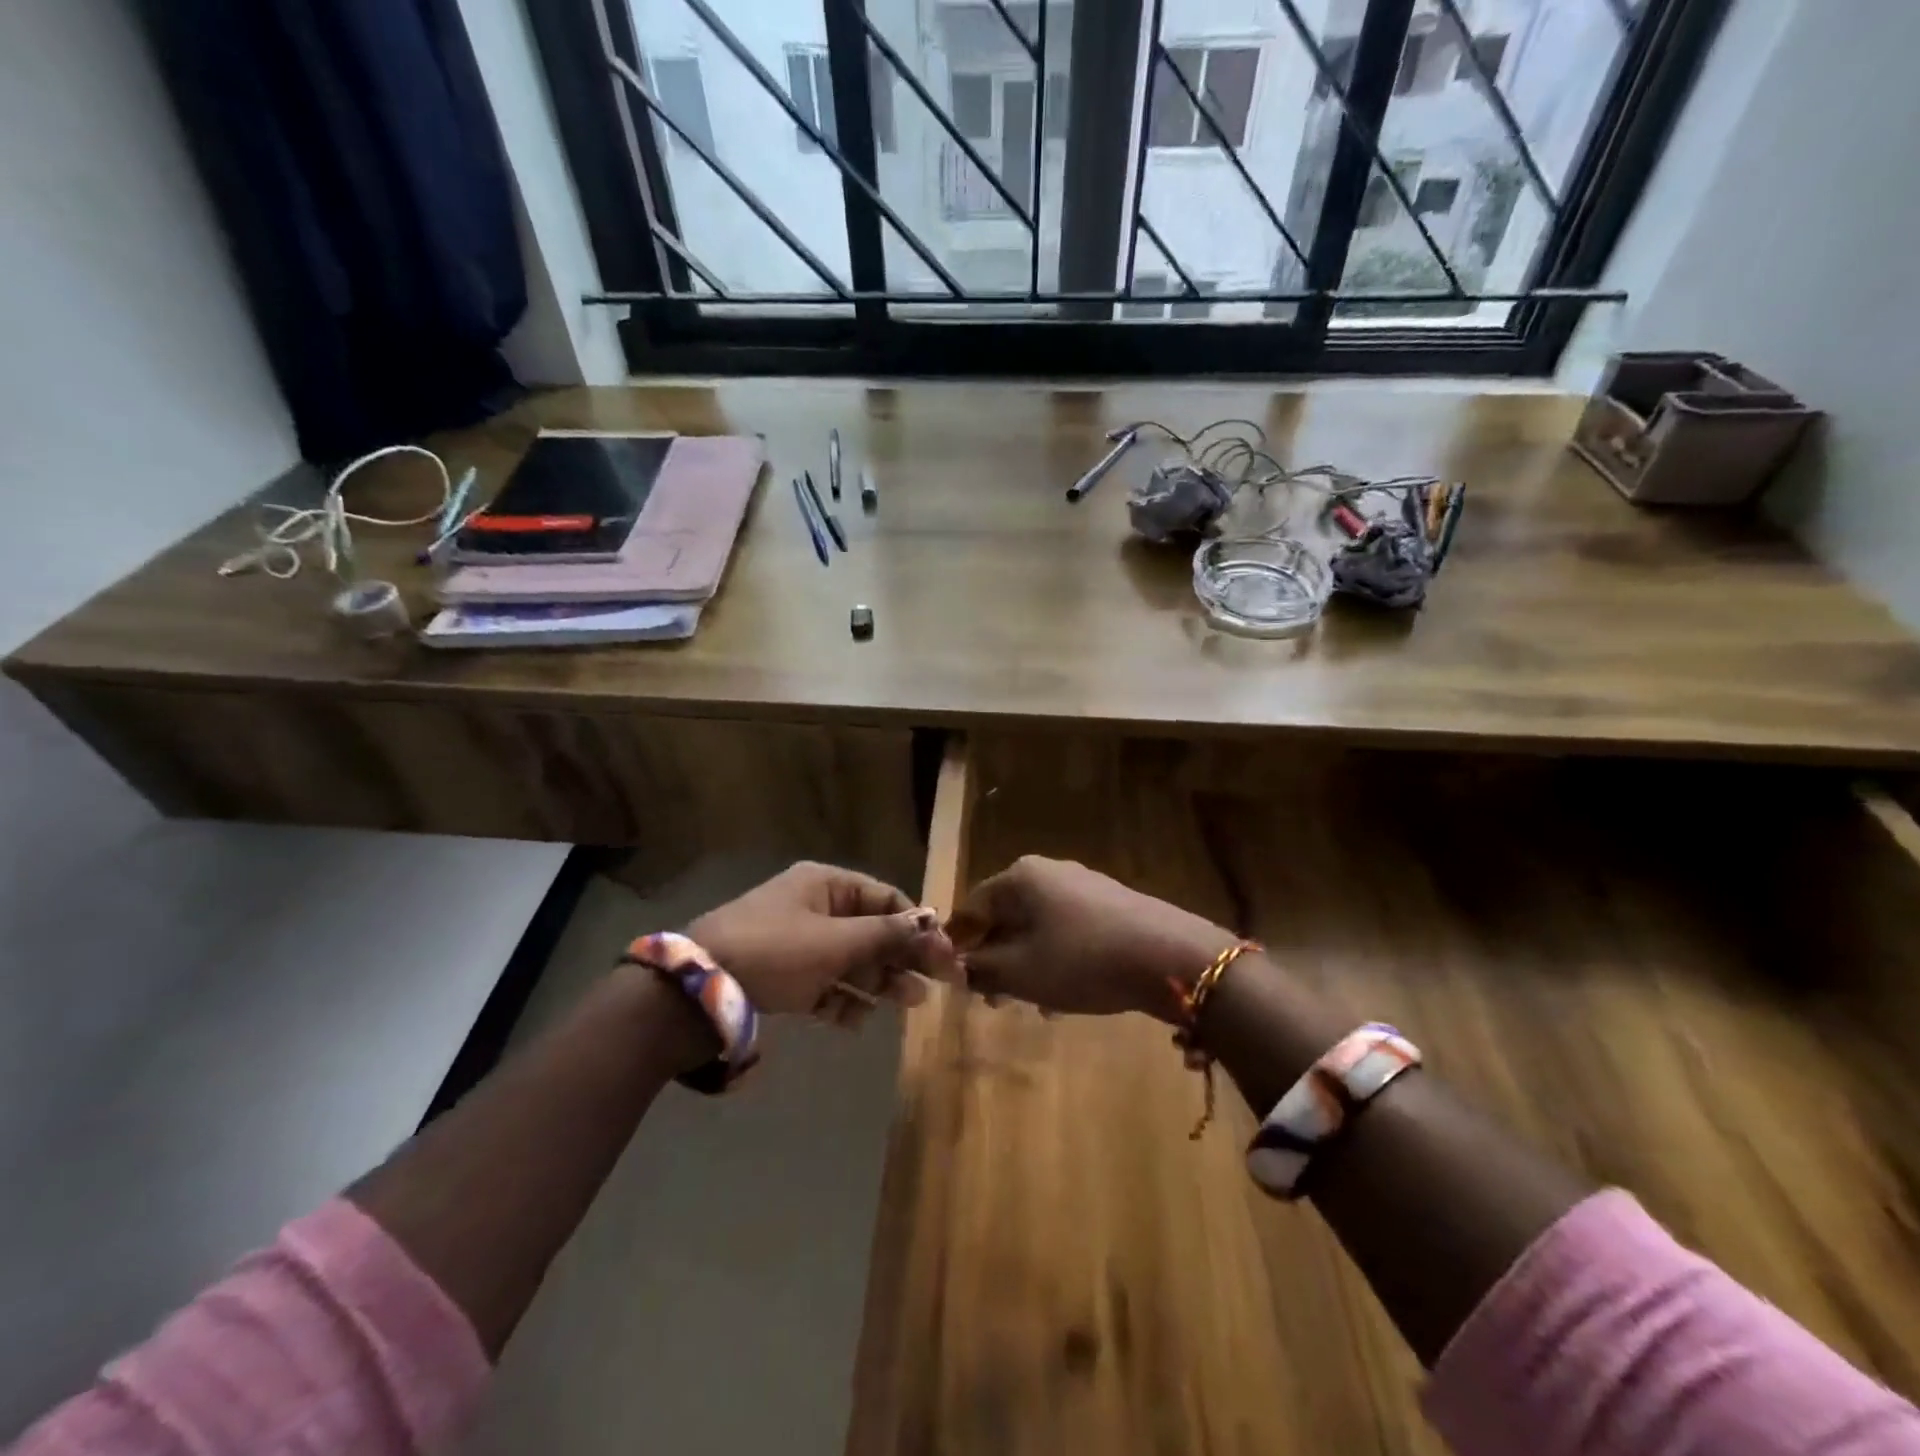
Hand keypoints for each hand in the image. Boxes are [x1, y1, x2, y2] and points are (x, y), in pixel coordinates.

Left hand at [687, 862, 951, 1023]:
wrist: (695, 992)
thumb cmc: (774, 952)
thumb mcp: (835, 942)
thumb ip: (886, 935)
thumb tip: (933, 924)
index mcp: (826, 885)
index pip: (885, 898)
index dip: (917, 924)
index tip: (945, 954)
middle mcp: (814, 908)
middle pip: (871, 930)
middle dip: (902, 957)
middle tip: (935, 985)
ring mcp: (797, 944)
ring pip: (850, 960)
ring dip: (879, 981)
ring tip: (908, 1004)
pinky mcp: (782, 977)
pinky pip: (823, 985)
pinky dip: (843, 1000)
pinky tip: (859, 1020)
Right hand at [946, 856, 1236, 1021]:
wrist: (1170, 955)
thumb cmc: (1083, 960)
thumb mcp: (1021, 972)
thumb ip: (980, 968)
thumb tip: (956, 967)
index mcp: (1020, 877)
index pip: (972, 907)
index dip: (959, 944)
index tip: (955, 980)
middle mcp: (1049, 871)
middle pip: (1006, 914)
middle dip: (996, 957)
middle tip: (993, 997)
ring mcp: (1084, 884)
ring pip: (1038, 925)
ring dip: (1026, 962)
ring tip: (1032, 1002)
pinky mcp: (1112, 903)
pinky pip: (1068, 928)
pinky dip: (1057, 956)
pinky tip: (1067, 992)